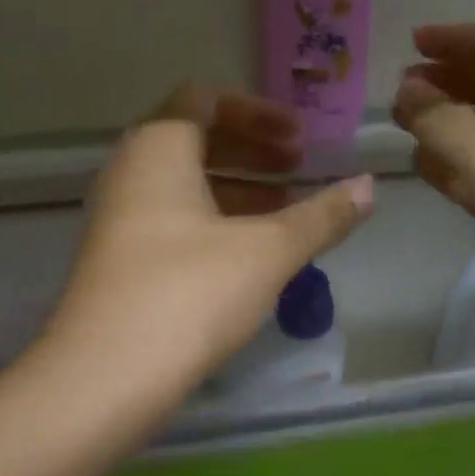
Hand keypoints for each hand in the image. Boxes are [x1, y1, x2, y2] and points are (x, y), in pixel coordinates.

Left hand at [46, 83, 373, 404]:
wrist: (106, 377)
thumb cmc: (190, 293)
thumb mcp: (268, 251)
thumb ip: (321, 216)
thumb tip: (369, 187)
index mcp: (158, 149)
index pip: (203, 98)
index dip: (256, 112)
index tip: (299, 138)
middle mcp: (129, 173)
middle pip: (194, 140)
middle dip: (252, 151)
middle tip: (299, 169)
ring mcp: (118, 220)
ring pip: (184, 185)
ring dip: (236, 189)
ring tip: (284, 211)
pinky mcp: (119, 262)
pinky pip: (172, 220)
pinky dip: (214, 222)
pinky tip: (249, 254)